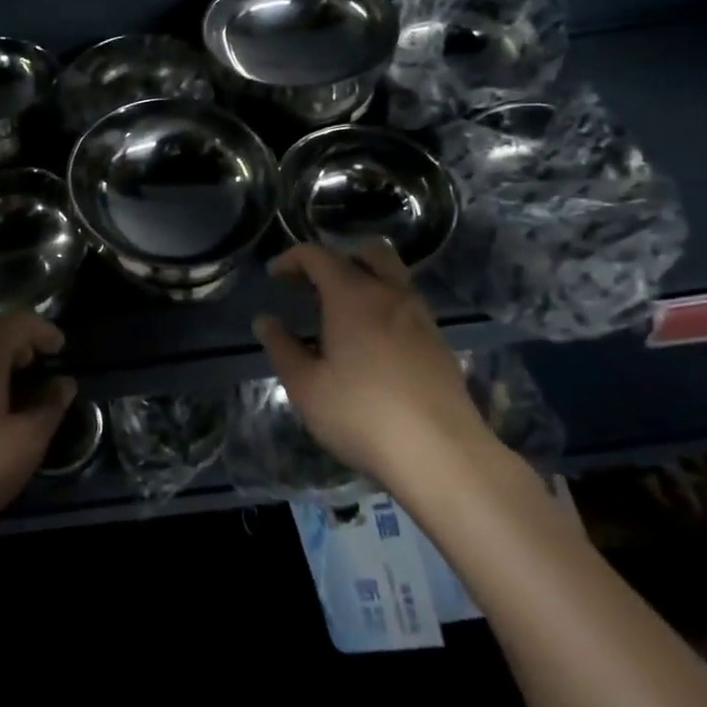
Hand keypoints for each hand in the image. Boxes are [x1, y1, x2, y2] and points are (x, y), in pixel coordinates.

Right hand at [251, 241, 492, 490]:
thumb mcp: (306, 386)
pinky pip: (407, 306)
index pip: (318, 256)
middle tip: (315, 284)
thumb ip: (282, 348)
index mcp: (352, 296)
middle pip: (367, 251)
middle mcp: (390, 294)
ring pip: (393, 277)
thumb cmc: (362, 414)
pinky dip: (384, 307)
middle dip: (337, 258)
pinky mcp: (438, 343)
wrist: (441, 454)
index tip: (275, 275)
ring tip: (341, 314)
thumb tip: (265, 321)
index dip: (292, 259)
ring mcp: (420, 317)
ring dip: (365, 280)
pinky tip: (372, 343)